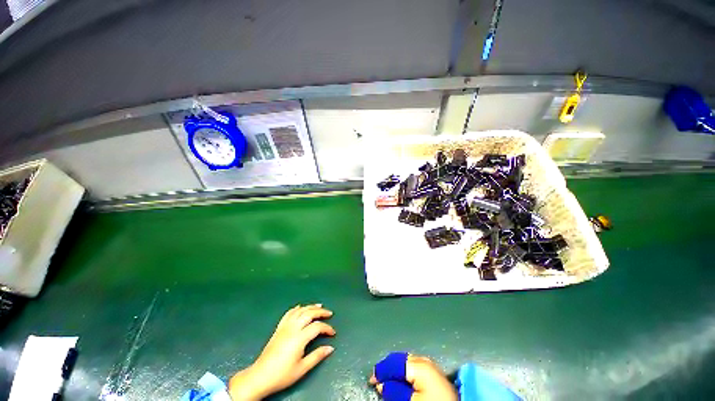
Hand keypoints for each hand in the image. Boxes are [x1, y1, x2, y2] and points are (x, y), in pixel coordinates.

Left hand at [228, 304, 335, 399]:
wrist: (260, 377)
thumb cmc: (282, 375)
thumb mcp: (302, 369)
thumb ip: (317, 356)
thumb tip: (331, 348)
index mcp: (299, 338)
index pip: (317, 327)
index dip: (327, 328)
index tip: (333, 333)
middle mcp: (292, 328)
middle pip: (309, 313)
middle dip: (321, 312)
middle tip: (329, 313)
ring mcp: (284, 327)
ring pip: (300, 311)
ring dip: (310, 307)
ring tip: (319, 306)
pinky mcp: (278, 328)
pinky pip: (289, 313)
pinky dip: (296, 308)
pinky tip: (300, 307)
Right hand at [369, 353, 457, 400]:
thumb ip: (394, 390)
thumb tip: (381, 383)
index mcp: (418, 365)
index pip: (394, 363)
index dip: (381, 370)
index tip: (372, 379)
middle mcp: (424, 359)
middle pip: (400, 360)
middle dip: (389, 368)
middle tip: (378, 380)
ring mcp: (431, 364)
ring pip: (407, 362)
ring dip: (397, 370)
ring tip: (388, 380)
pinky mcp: (435, 371)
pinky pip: (415, 366)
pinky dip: (406, 371)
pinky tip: (402, 378)